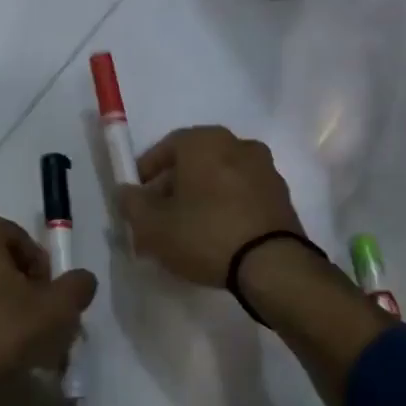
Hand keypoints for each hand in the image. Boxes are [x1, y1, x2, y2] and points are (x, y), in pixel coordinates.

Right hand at [115, 126, 304, 287]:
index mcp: (205, 142)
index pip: (166, 146)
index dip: (146, 171)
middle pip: (193, 163)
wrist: (271, 264)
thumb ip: (132, 204)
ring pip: (218, 179)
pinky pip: (240, 195)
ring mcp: (265, 169)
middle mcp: (238, 145)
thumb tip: (125, 191)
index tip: (136, 197)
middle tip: (157, 217)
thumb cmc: (204, 234)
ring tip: (184, 231)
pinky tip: (213, 236)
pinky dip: (223, 207)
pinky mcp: (280, 196)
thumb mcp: (153, 225)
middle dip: (171, 187)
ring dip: (198, 198)